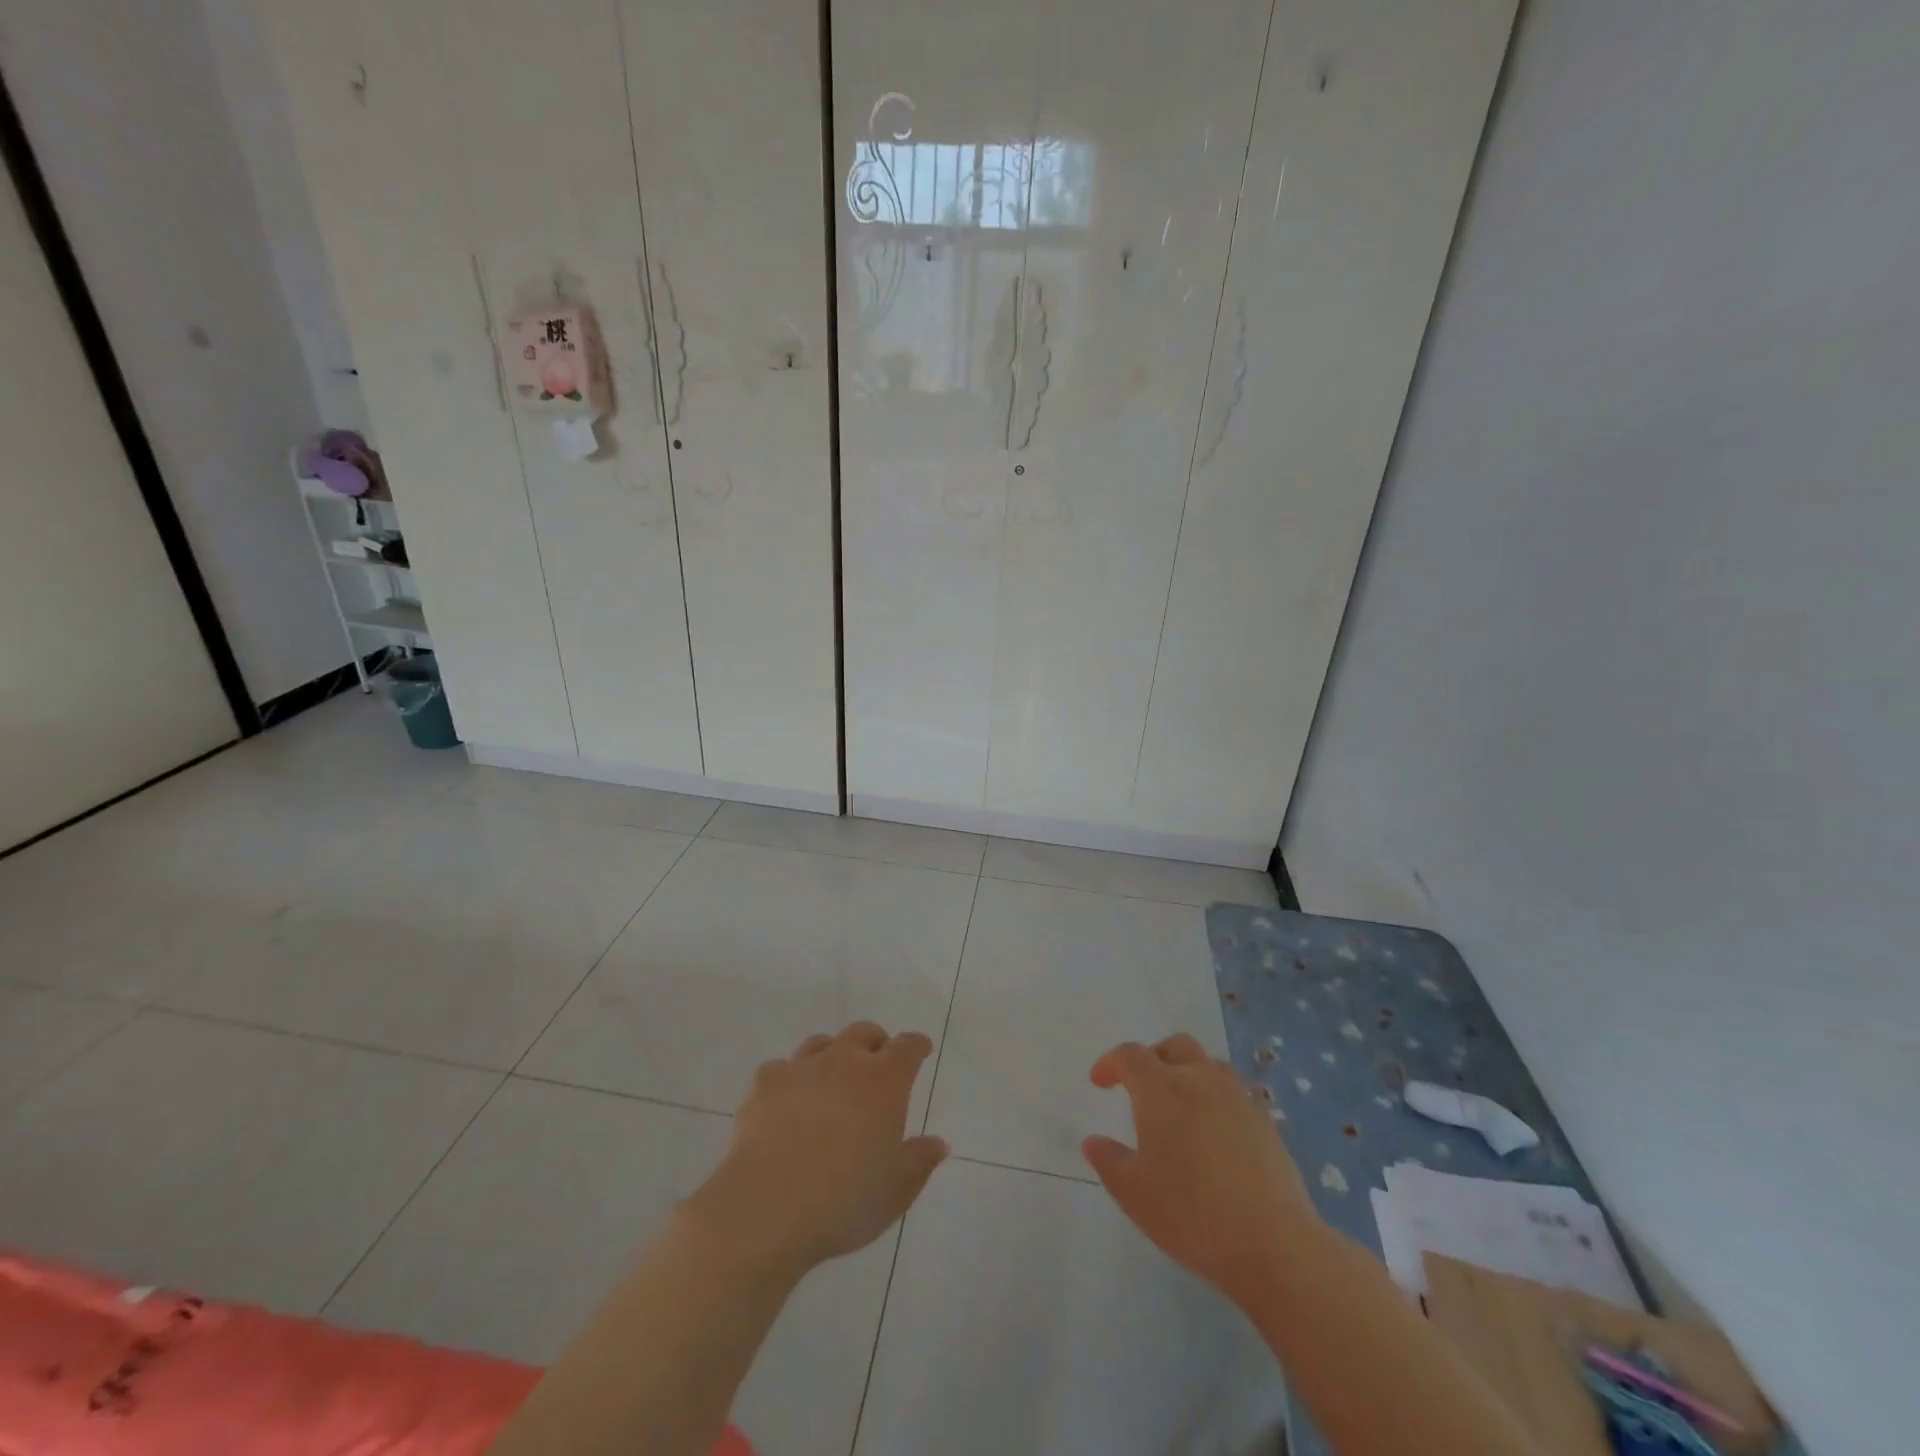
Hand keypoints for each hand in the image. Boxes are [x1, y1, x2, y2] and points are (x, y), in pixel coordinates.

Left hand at [681, 1022, 947, 1274]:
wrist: (766, 1209)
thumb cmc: (843, 1202)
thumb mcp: (895, 1192)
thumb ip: (919, 1162)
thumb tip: (938, 1144)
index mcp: (884, 1082)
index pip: (907, 1047)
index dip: (916, 1046)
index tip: (921, 1049)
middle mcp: (844, 1062)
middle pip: (863, 1033)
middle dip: (875, 1043)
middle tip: (878, 1064)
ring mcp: (801, 1069)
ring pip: (821, 1043)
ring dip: (832, 1054)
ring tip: (832, 1079)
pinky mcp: (764, 1084)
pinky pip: (780, 1068)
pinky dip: (789, 1079)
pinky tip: (786, 1101)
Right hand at [1082, 1033, 1319, 1307]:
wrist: (1274, 1244)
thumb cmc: (1192, 1214)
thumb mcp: (1134, 1194)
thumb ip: (1109, 1161)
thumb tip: (1093, 1141)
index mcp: (1161, 1089)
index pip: (1130, 1056)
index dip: (1111, 1063)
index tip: (1099, 1082)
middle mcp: (1199, 1080)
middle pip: (1174, 1046)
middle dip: (1153, 1057)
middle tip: (1140, 1085)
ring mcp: (1237, 1098)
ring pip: (1208, 1065)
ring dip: (1188, 1073)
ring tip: (1179, 1105)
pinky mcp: (1265, 1121)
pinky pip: (1233, 1093)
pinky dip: (1216, 1099)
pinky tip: (1214, 1133)